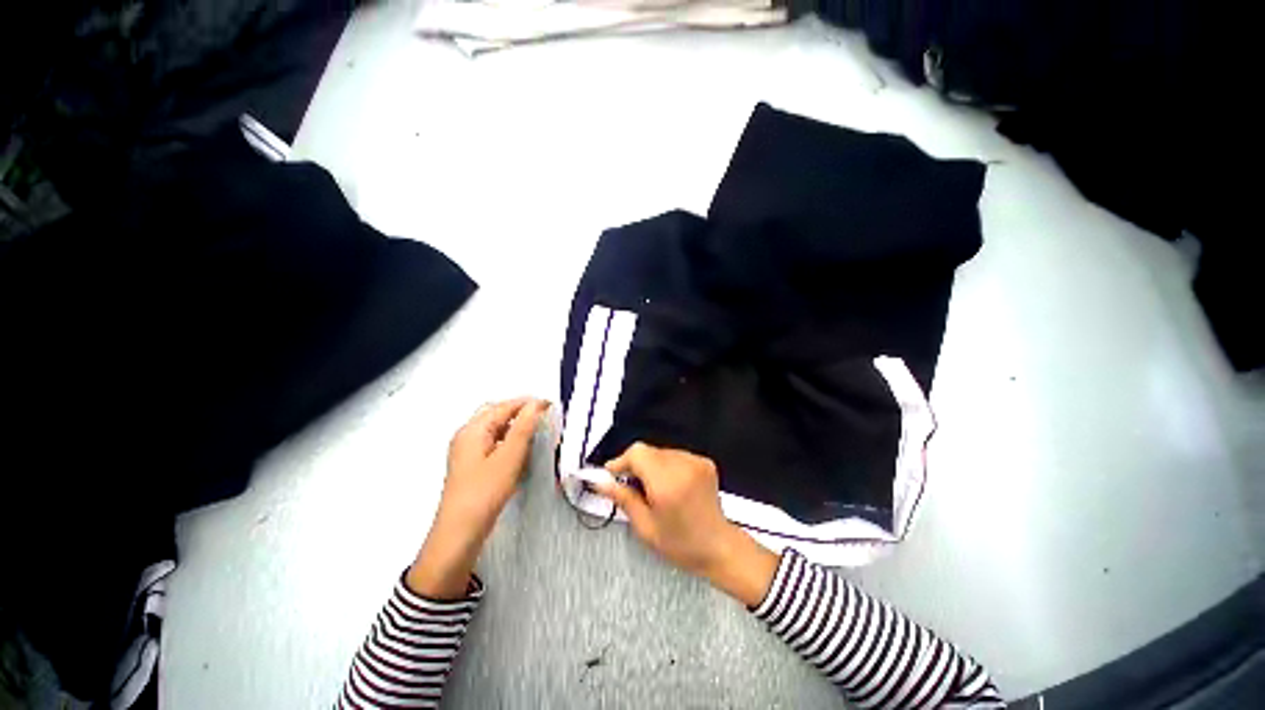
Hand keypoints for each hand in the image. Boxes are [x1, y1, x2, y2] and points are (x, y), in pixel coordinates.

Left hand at [407, 397, 549, 598]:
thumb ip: (524, 427)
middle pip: (496, 414)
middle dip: (520, 412)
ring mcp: (468, 451)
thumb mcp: (509, 457)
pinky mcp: (472, 465)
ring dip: (515, 426)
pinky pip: (493, 443)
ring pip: (495, 429)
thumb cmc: (485, 491)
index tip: (550, 405)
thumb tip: (536, 403)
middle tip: (543, 416)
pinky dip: (509, 441)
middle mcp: (467, 435)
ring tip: (536, 432)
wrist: (460, 533)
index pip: (504, 406)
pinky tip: (521, 451)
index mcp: (473, 429)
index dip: (528, 403)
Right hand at [594, 443, 779, 606]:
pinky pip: (675, 455)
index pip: (637, 453)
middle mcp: (683, 467)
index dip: (621, 460)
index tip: (611, 474)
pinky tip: (671, 486)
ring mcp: (696, 462)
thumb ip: (623, 499)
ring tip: (654, 489)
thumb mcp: (645, 527)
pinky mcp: (704, 461)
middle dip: (635, 465)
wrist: (718, 547)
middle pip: (648, 451)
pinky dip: (667, 466)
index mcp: (667, 484)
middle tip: (631, 487)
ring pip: (660, 452)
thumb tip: (601, 482)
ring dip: (651, 466)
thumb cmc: (681, 544)